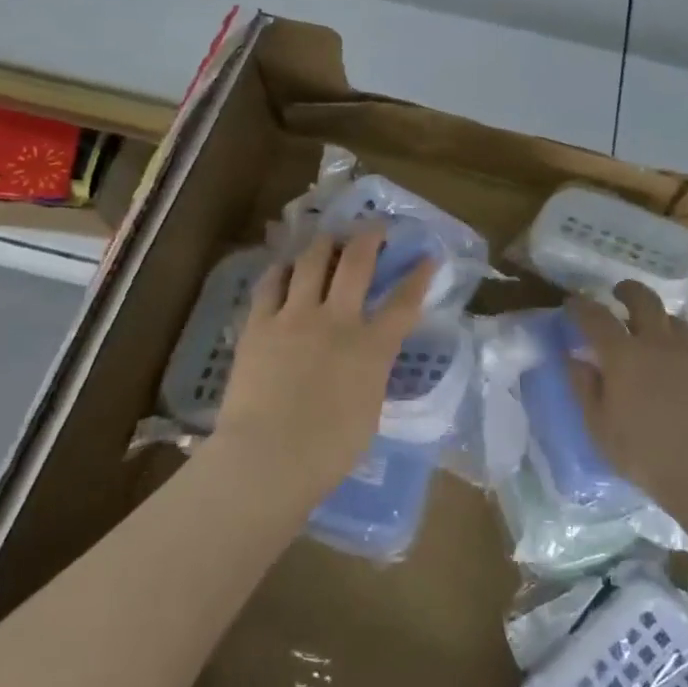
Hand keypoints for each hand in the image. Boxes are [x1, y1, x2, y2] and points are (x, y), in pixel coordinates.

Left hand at [207, 224, 434, 509]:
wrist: (267, 459)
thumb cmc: (327, 453)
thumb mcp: (368, 411)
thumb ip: (371, 374)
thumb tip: (367, 358)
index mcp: (371, 349)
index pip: (404, 303)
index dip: (419, 277)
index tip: (427, 257)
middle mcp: (336, 321)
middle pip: (357, 263)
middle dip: (369, 238)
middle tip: (374, 227)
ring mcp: (295, 317)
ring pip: (312, 261)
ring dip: (324, 243)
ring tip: (328, 238)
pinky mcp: (260, 324)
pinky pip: (271, 283)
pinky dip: (282, 270)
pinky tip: (285, 265)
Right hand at [565, 282, 687, 523]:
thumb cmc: (644, 452)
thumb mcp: (599, 426)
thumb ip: (584, 387)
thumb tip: (575, 358)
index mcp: (622, 354)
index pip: (596, 316)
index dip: (580, 307)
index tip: (571, 303)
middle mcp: (656, 343)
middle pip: (644, 300)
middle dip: (628, 291)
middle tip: (618, 293)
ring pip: (672, 318)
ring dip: (656, 315)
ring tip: (648, 327)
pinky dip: (676, 339)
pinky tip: (672, 358)